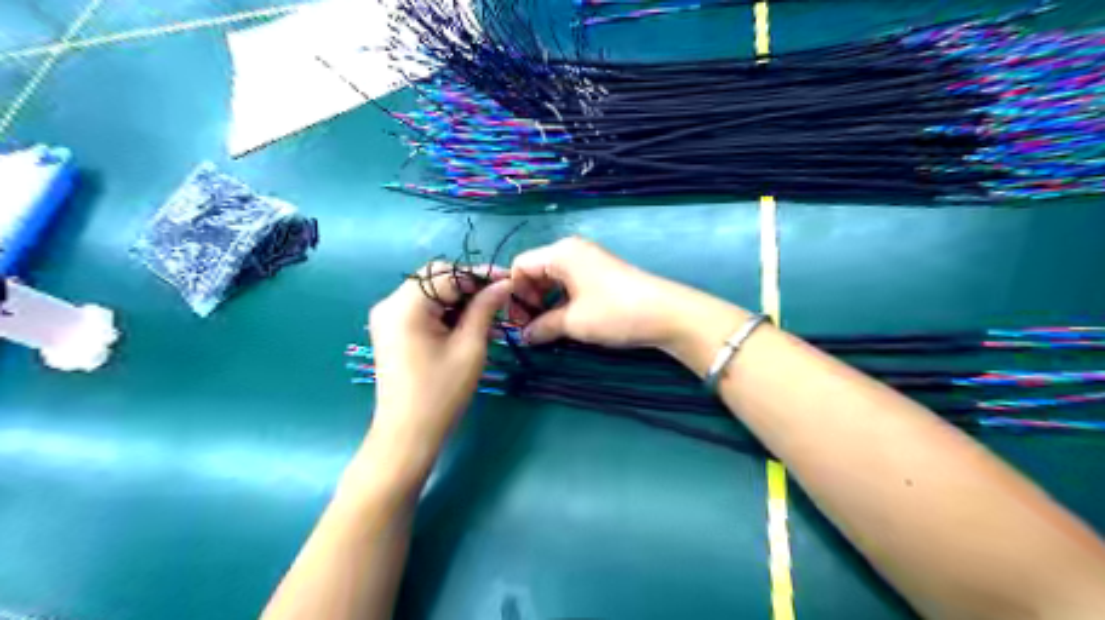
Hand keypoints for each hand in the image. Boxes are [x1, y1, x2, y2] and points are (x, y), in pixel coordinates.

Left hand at [366, 262, 514, 460]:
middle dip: (469, 284)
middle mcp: (390, 303)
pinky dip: (444, 309)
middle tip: (500, 297)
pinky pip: (421, 307)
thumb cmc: (441, 392)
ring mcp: (387, 317)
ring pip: (429, 291)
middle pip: (435, 277)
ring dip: (458, 297)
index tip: (510, 281)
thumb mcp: (470, 347)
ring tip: (487, 311)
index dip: (481, 275)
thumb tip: (503, 284)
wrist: (407, 433)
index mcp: (406, 306)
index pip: (448, 274)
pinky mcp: (391, 329)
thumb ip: (485, 308)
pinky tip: (466, 322)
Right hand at [508, 238, 698, 351]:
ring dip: (544, 301)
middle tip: (529, 327)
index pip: (520, 266)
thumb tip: (524, 336)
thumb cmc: (613, 312)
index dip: (513, 293)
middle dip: (528, 298)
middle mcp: (572, 250)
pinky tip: (564, 320)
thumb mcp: (573, 322)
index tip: (517, 320)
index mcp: (561, 253)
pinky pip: (570, 282)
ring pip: (553, 278)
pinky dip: (561, 299)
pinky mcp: (601, 273)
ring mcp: (589, 260)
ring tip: (546, 327)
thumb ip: (542, 327)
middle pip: (535, 270)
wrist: (665, 313)